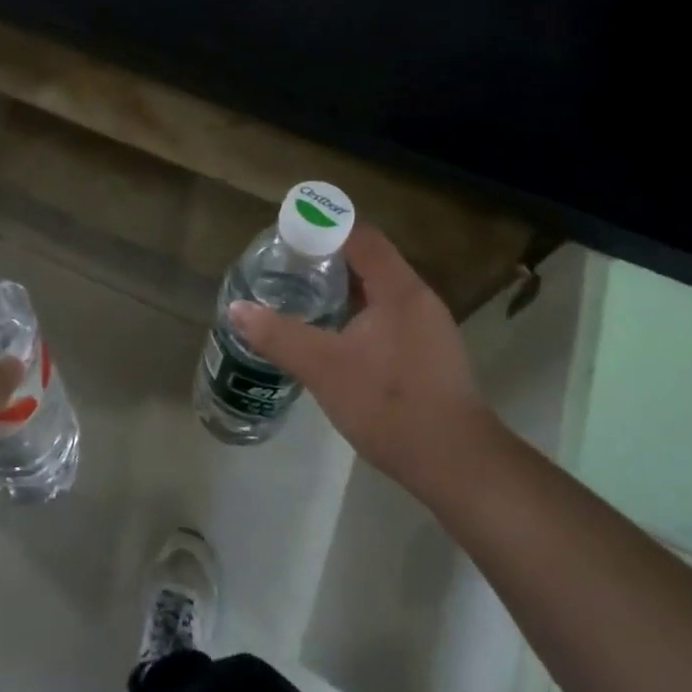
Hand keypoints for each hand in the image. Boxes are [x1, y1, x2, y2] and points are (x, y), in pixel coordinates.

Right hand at [228, 224, 493, 498]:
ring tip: (300, 297)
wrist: (456, 464)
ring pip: (378, 291)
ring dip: (341, 289)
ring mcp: (427, 328)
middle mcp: (418, 299)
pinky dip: (356, 314)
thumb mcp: (323, 368)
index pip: (360, 236)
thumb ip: (278, 335)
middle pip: (369, 260)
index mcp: (399, 289)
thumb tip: (235, 309)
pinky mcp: (428, 354)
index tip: (287, 235)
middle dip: (326, 258)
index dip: (323, 227)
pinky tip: (332, 337)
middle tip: (285, 267)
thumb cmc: (390, 405)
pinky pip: (386, 316)